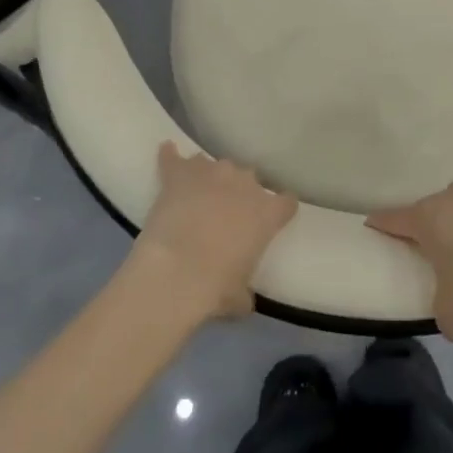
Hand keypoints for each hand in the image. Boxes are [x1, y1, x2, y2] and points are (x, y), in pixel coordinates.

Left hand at [130, 143, 296, 322]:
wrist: (175, 272)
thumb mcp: (239, 298)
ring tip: (197, 194)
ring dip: (210, 178)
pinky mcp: (179, 173)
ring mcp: (211, 173)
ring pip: (215, 165)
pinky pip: (174, 158)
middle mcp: (244, 184)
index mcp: (267, 213)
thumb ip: (244, 292)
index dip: (278, 209)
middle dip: (240, 192)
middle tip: (227, 213)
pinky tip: (166, 152)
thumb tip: (242, 300)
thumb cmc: (215, 288)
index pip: (286, 202)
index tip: (272, 218)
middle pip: (249, 178)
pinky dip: (170, 157)